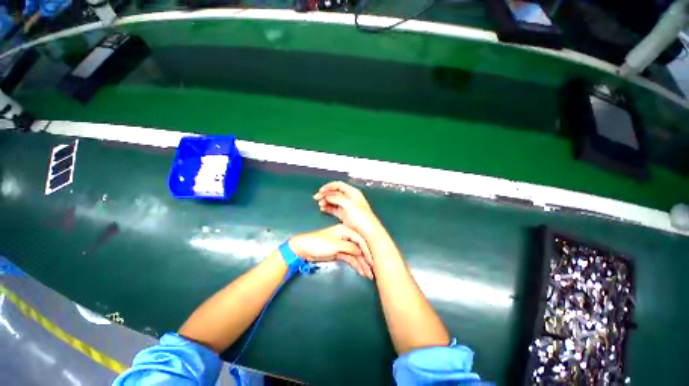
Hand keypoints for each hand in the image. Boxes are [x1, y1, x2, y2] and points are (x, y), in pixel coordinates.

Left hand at [289, 225, 373, 278]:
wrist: (304, 249)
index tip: (373, 261)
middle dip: (366, 259)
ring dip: (362, 264)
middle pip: (359, 248)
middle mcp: (346, 237)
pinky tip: (362, 272)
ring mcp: (343, 245)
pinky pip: (350, 259)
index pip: (360, 240)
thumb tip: (361, 251)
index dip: (367, 250)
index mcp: (345, 230)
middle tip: (373, 271)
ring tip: (369, 275)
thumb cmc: (319, 243)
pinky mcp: (340, 253)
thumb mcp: (335, 245)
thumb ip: (350, 247)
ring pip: (356, 255)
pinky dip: (356, 265)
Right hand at [313, 181, 382, 236]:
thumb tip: (328, 196)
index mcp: (353, 193)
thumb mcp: (349, 205)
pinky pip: (333, 208)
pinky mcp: (344, 215)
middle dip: (325, 194)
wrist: (368, 232)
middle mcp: (349, 198)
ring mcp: (346, 207)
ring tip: (320, 205)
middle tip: (316, 197)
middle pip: (335, 193)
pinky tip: (323, 209)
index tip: (321, 190)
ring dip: (325, 201)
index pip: (339, 185)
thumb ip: (338, 199)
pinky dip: (327, 208)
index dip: (329, 186)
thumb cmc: (362, 218)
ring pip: (333, 201)